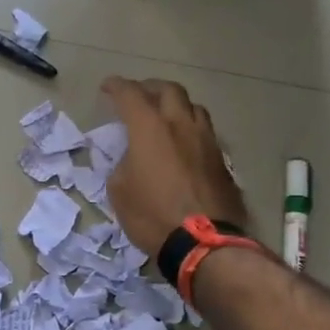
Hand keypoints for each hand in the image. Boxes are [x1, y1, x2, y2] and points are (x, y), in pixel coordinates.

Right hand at [102, 77, 248, 257]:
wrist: (203, 243)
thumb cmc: (152, 215)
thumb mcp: (120, 191)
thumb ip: (123, 164)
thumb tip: (133, 159)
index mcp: (150, 128)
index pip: (131, 94)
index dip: (117, 86)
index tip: (108, 87)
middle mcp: (181, 125)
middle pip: (169, 90)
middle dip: (150, 87)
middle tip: (139, 95)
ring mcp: (206, 141)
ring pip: (193, 107)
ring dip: (176, 106)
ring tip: (165, 116)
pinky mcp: (222, 160)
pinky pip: (205, 132)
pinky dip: (190, 129)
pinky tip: (184, 144)